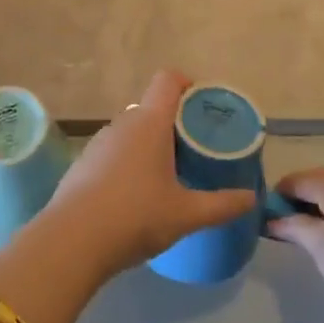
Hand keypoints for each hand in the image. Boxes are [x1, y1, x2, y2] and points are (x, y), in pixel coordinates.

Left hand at [44, 70, 256, 278]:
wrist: (71, 242)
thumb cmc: (135, 217)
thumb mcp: (186, 214)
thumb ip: (222, 205)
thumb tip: (252, 199)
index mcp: (149, 122)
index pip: (169, 80)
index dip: (188, 84)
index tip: (204, 108)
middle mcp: (122, 123)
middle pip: (153, 108)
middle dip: (175, 125)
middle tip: (196, 152)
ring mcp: (98, 143)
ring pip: (132, 132)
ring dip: (151, 146)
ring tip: (169, 177)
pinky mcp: (82, 164)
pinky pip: (114, 153)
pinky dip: (129, 164)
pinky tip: (136, 197)